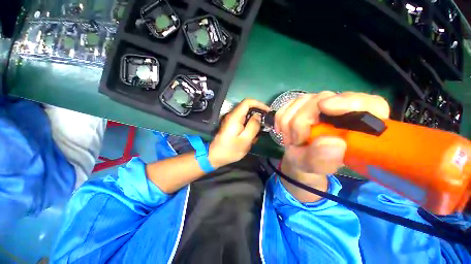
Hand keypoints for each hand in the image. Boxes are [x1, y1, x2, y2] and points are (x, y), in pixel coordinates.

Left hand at [209, 99, 269, 167]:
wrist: (215, 156)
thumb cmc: (230, 150)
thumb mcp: (245, 140)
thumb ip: (253, 126)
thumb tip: (258, 116)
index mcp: (235, 117)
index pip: (247, 102)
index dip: (259, 104)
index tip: (268, 111)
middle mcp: (232, 116)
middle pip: (247, 108)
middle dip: (258, 114)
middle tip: (266, 123)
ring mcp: (231, 120)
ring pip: (246, 115)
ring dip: (254, 121)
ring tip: (260, 131)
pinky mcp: (232, 125)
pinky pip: (243, 121)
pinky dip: (250, 126)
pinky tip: (252, 136)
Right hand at [275, 91, 389, 186]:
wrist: (297, 157)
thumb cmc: (312, 163)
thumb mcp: (318, 167)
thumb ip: (324, 159)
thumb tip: (332, 143)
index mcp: (357, 125)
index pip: (369, 104)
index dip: (349, 102)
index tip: (324, 107)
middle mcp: (339, 108)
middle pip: (322, 99)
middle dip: (301, 121)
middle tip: (296, 140)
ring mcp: (318, 103)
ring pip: (300, 101)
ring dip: (288, 123)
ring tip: (291, 139)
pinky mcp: (301, 105)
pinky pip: (286, 106)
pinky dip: (280, 119)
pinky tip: (283, 131)